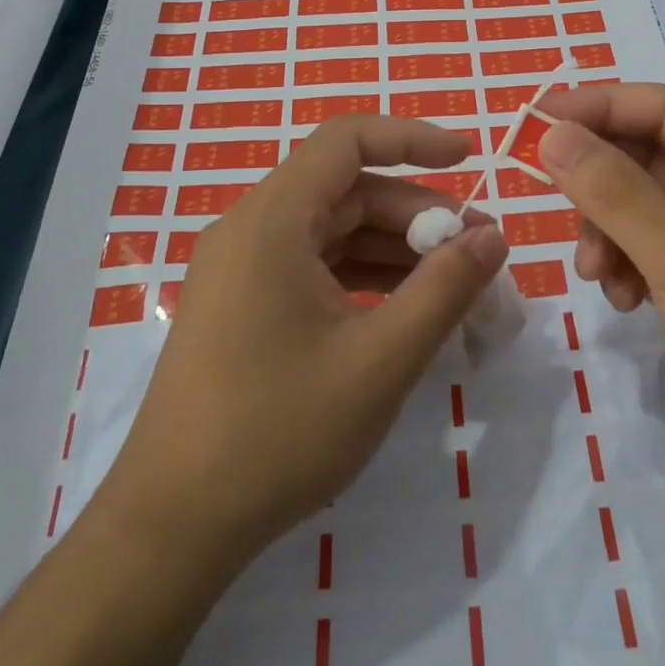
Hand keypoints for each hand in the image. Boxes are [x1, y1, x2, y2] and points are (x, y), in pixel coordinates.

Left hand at [94, 116, 508, 568]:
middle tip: (476, 251)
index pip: (347, 140)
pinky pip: (315, 266)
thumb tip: (492, 237)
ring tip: (454, 282)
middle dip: (416, 213)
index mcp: (272, 221)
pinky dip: (364, 276)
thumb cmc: (277, 434)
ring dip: (395, 248)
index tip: (468, 158)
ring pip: (334, 231)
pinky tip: (405, 309)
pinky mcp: (244, 304)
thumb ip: (444, 290)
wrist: (172, 527)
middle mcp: (252, 229)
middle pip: (347, 191)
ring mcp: (243, 268)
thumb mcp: (379, 361)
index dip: (412, 138)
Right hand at [536, 84, 664, 501]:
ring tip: (595, 273)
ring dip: (608, 230)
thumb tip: (551, 134)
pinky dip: (626, 262)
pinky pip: (651, 246)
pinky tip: (622, 299)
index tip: (536, 119)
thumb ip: (615, 193)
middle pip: (649, 156)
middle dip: (600, 183)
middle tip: (549, 200)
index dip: (599, 105)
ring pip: (642, 203)